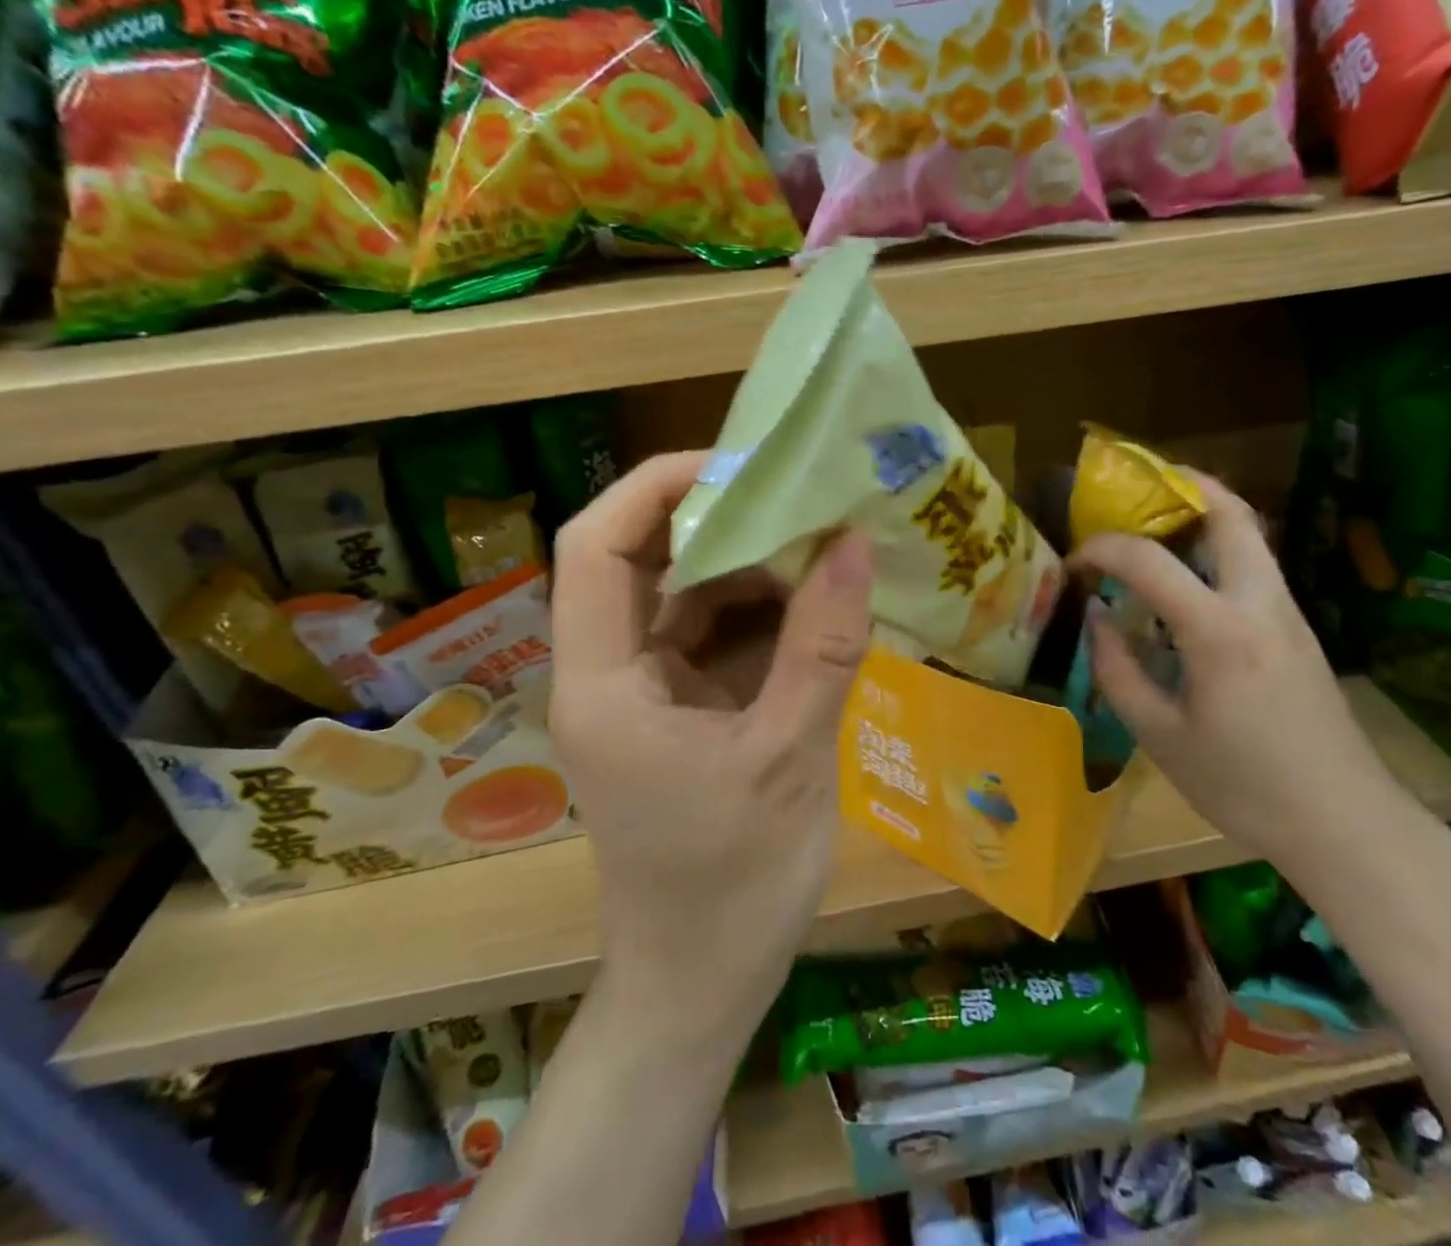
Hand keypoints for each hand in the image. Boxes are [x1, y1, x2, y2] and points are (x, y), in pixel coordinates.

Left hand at [548, 451, 874, 1019]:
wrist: (702, 984)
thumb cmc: (732, 886)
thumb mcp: (789, 758)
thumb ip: (822, 648)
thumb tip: (854, 544)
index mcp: (604, 682)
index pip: (596, 547)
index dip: (655, 488)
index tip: (737, 466)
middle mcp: (611, 672)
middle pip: (642, 560)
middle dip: (716, 520)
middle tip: (797, 494)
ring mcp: (647, 691)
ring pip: (686, 596)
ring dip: (749, 566)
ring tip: (821, 538)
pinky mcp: (681, 710)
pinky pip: (716, 637)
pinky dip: (762, 613)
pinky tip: (818, 602)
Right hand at [1074, 472, 1409, 868]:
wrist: (1345, 823)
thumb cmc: (1243, 785)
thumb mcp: (1160, 736)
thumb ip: (1118, 670)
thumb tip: (1098, 617)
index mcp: (1219, 631)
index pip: (1149, 560)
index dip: (1101, 550)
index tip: (1074, 564)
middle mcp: (1260, 604)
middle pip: (1231, 514)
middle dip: (1183, 488)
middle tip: (1135, 494)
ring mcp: (1288, 613)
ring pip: (1250, 536)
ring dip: (1203, 516)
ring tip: (1154, 529)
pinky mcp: (1298, 630)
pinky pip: (1255, 566)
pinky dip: (1218, 550)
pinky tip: (1186, 583)